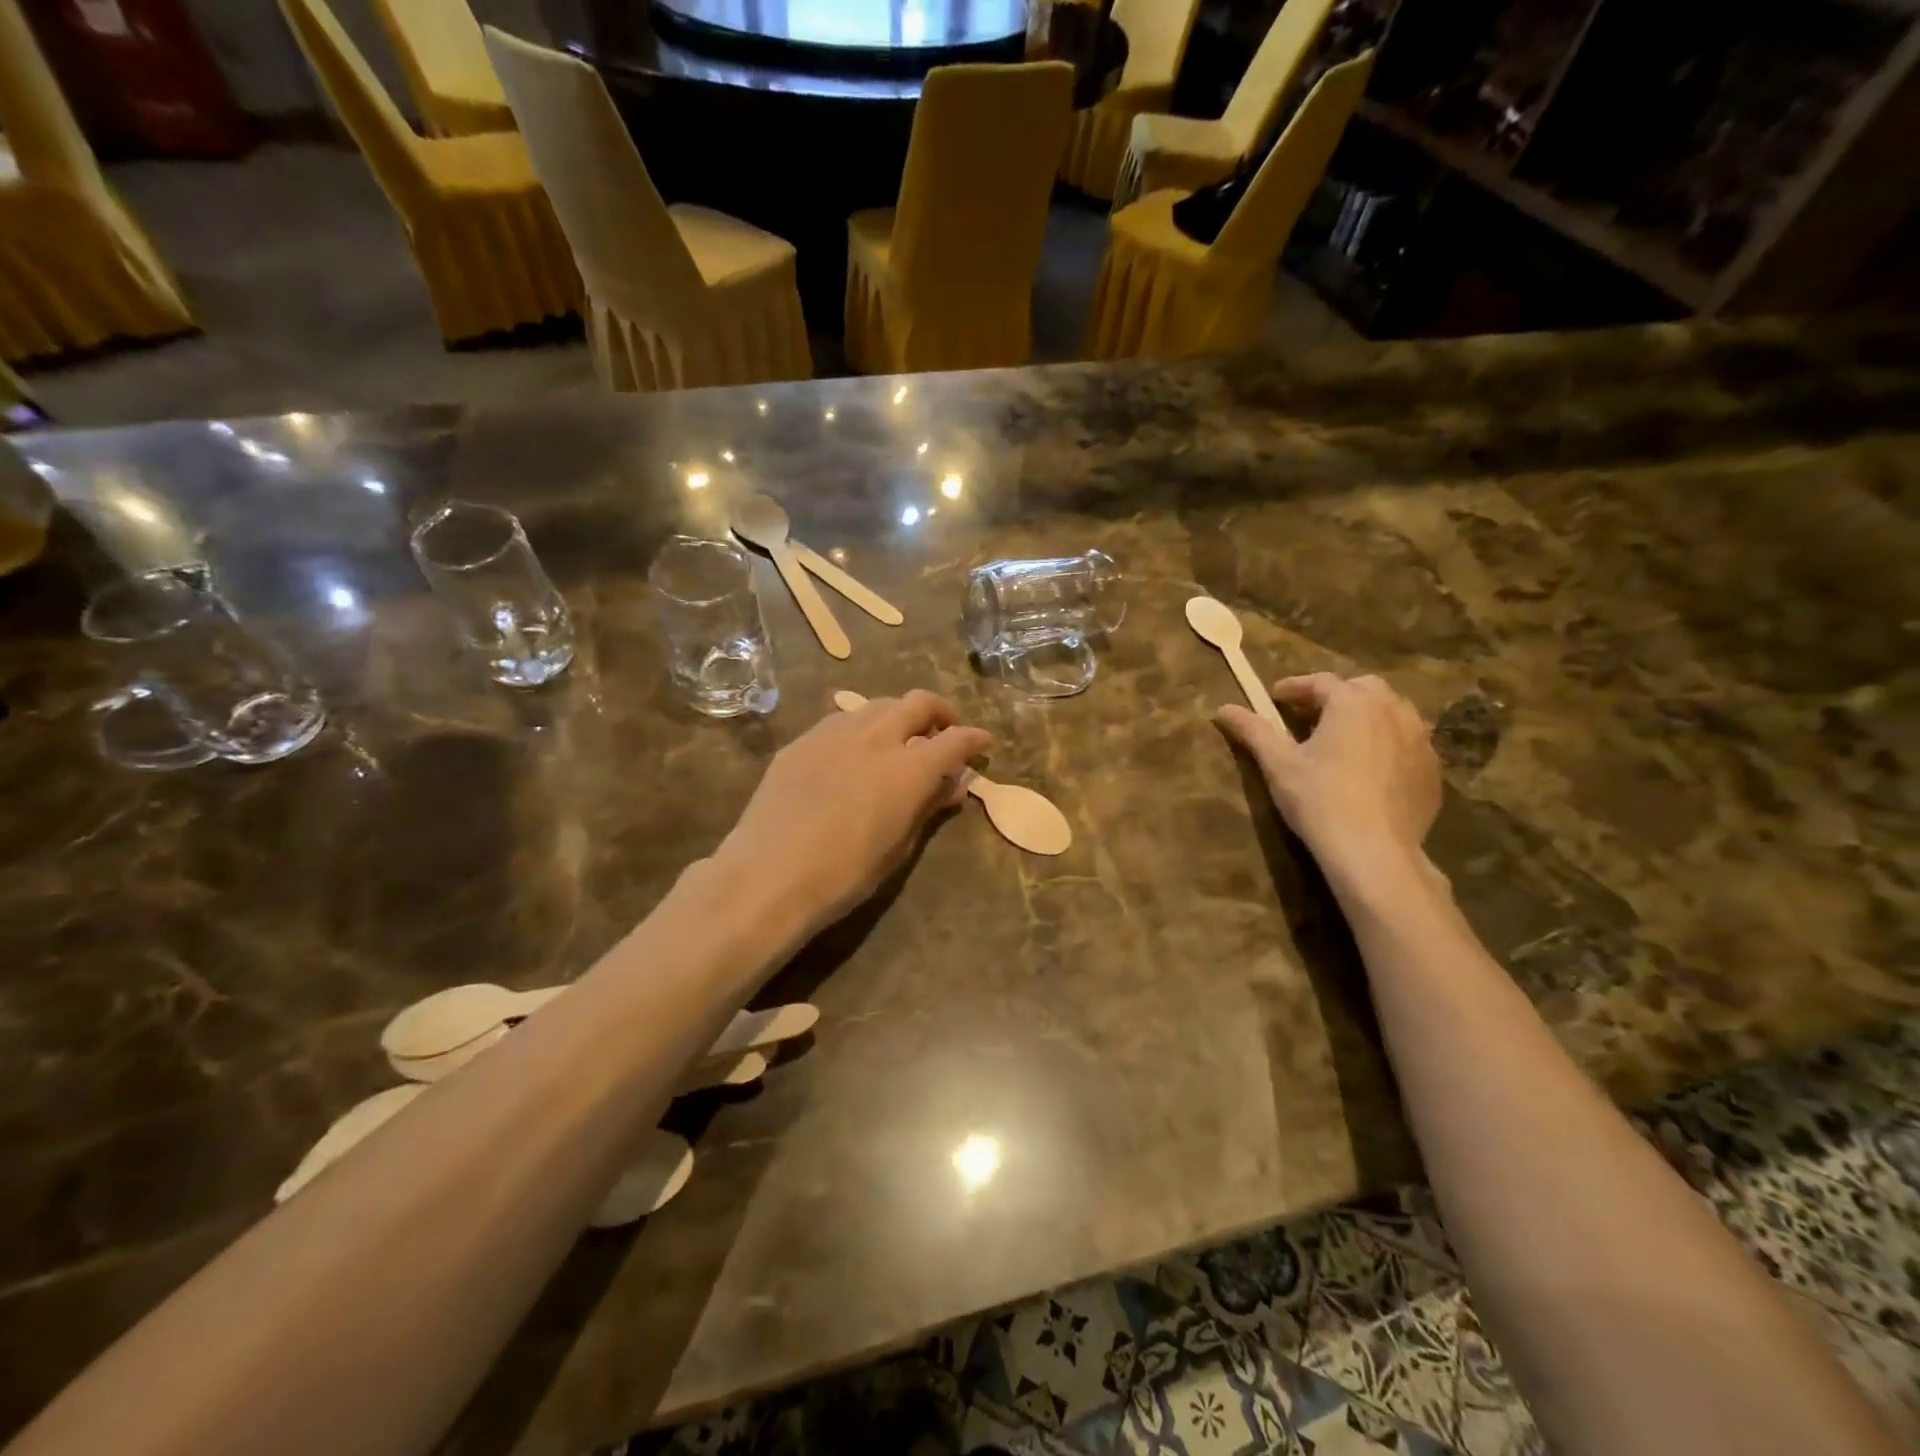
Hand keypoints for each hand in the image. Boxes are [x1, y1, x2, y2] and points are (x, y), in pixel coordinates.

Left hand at [715, 690, 991, 940]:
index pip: (956, 740)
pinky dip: (862, 727)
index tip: (983, 744)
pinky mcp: (802, 740)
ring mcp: (835, 732)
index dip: (975, 739)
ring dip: (898, 715)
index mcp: (909, 768)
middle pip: (918, 703)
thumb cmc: (844, 874)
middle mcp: (877, 737)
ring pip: (878, 705)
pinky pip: (842, 720)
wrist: (769, 875)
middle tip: (944, 732)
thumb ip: (929, 808)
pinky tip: (855, 752)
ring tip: (899, 738)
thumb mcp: (899, 847)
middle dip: (940, 712)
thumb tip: (954, 785)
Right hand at [1215, 673, 1441, 883]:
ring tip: (1341, 739)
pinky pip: (1407, 743)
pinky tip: (1370, 768)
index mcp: (1353, 703)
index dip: (1294, 688)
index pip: (1320, 682)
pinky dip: (1387, 743)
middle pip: (1362, 689)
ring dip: (1365, 716)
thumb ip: (1253, 730)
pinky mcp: (1432, 770)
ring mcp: (1420, 740)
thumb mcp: (1278, 764)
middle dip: (1334, 696)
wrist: (1374, 852)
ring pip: (1391, 712)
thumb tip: (1223, 709)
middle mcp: (1393, 711)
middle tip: (1309, 717)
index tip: (1274, 699)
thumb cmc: (1319, 800)